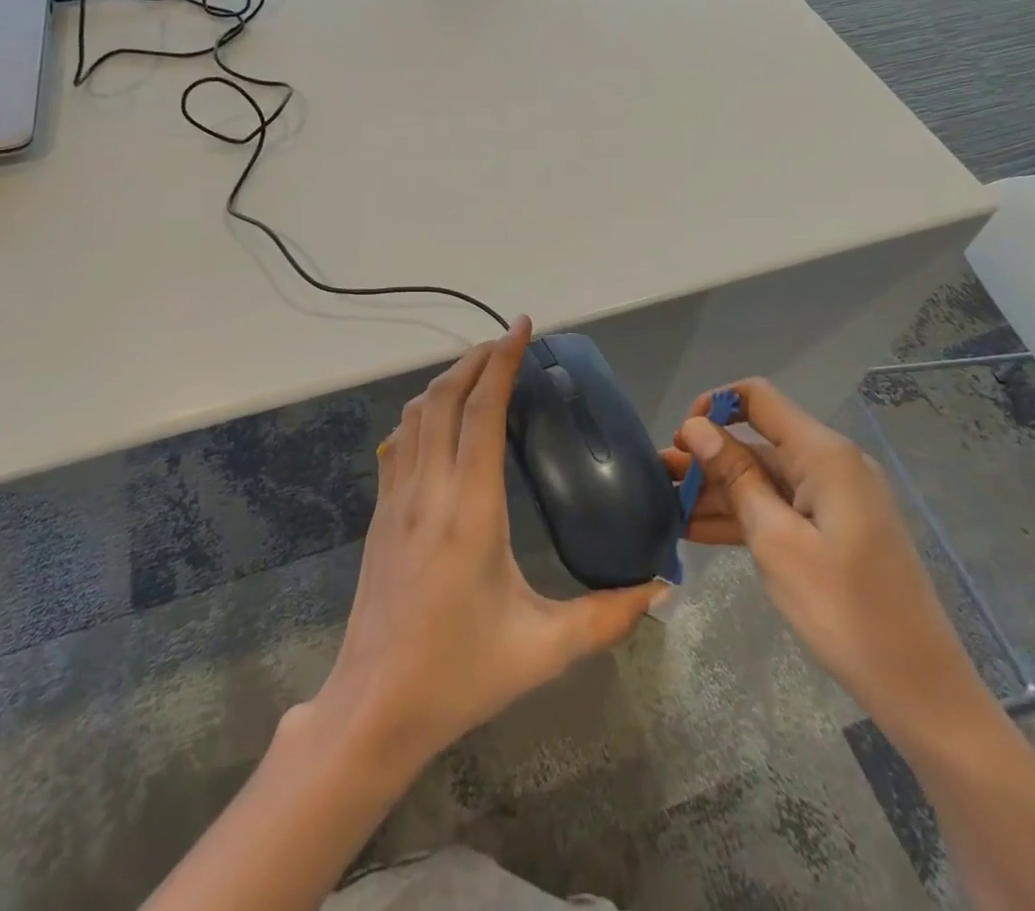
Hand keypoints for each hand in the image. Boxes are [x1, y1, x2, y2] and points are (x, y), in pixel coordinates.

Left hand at [308, 317, 664, 771]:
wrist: (374, 708)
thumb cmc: (459, 674)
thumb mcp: (542, 649)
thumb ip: (606, 618)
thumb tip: (660, 590)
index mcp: (470, 508)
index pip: (481, 411)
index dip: (501, 362)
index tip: (520, 327)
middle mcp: (428, 489)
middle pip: (444, 398)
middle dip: (475, 359)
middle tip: (507, 343)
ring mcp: (395, 499)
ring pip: (415, 414)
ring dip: (446, 381)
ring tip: (477, 370)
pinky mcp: (379, 514)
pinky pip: (398, 442)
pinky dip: (421, 412)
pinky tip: (437, 420)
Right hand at [662, 378, 990, 738]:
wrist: (920, 689)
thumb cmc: (843, 610)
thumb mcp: (776, 541)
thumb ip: (735, 477)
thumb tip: (697, 428)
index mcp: (823, 454)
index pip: (758, 398)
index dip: (713, 406)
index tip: (681, 439)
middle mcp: (831, 464)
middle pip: (757, 442)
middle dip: (706, 458)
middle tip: (658, 480)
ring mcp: (834, 499)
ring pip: (764, 479)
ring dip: (717, 491)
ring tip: (667, 507)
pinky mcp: (835, 530)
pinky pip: (780, 508)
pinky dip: (743, 516)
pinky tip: (696, 531)